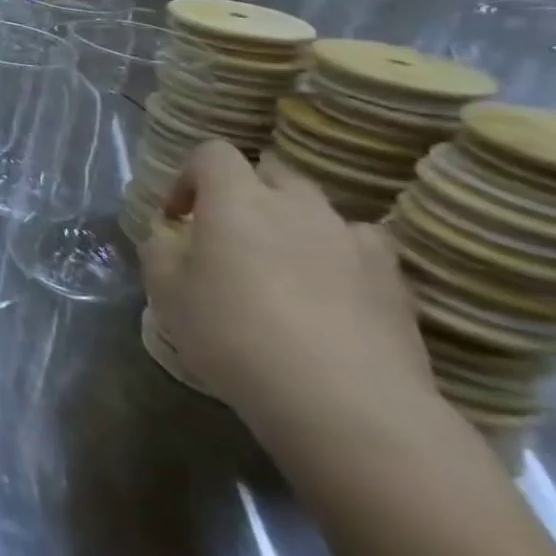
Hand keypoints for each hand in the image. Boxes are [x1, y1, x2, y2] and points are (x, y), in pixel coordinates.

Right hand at [143, 140, 437, 453]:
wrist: (345, 402)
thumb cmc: (233, 334)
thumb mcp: (165, 290)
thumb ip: (161, 248)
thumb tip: (172, 234)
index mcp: (237, 200)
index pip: (212, 153)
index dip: (188, 176)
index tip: (177, 217)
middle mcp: (298, 207)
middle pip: (271, 173)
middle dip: (245, 194)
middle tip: (226, 237)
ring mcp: (354, 242)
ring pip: (318, 211)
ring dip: (294, 225)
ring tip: (280, 268)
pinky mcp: (395, 282)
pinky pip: (360, 250)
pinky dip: (339, 259)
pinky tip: (328, 296)